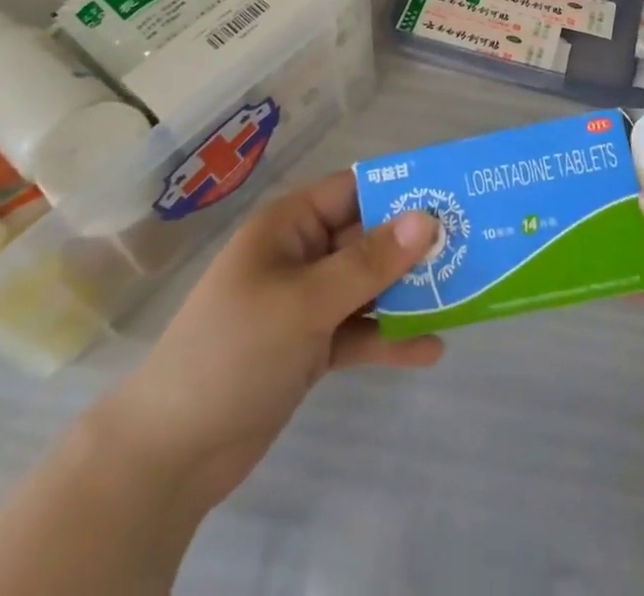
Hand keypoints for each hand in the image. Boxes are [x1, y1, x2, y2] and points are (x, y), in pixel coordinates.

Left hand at [99, 170, 441, 499]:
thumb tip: (427, 218)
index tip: (454, 195)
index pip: (356, 189)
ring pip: (369, 286)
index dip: (402, 189)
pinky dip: (389, 338)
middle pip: (369, 238)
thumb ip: (369, 262)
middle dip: (415, 246)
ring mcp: (306, 303)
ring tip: (464, 295)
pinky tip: (431, 349)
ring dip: (409, 293)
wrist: (170, 455)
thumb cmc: (233, 351)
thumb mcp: (305, 301)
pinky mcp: (310, 347)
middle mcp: (302, 255)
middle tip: (472, 248)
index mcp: (291, 225)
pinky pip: (360, 331)